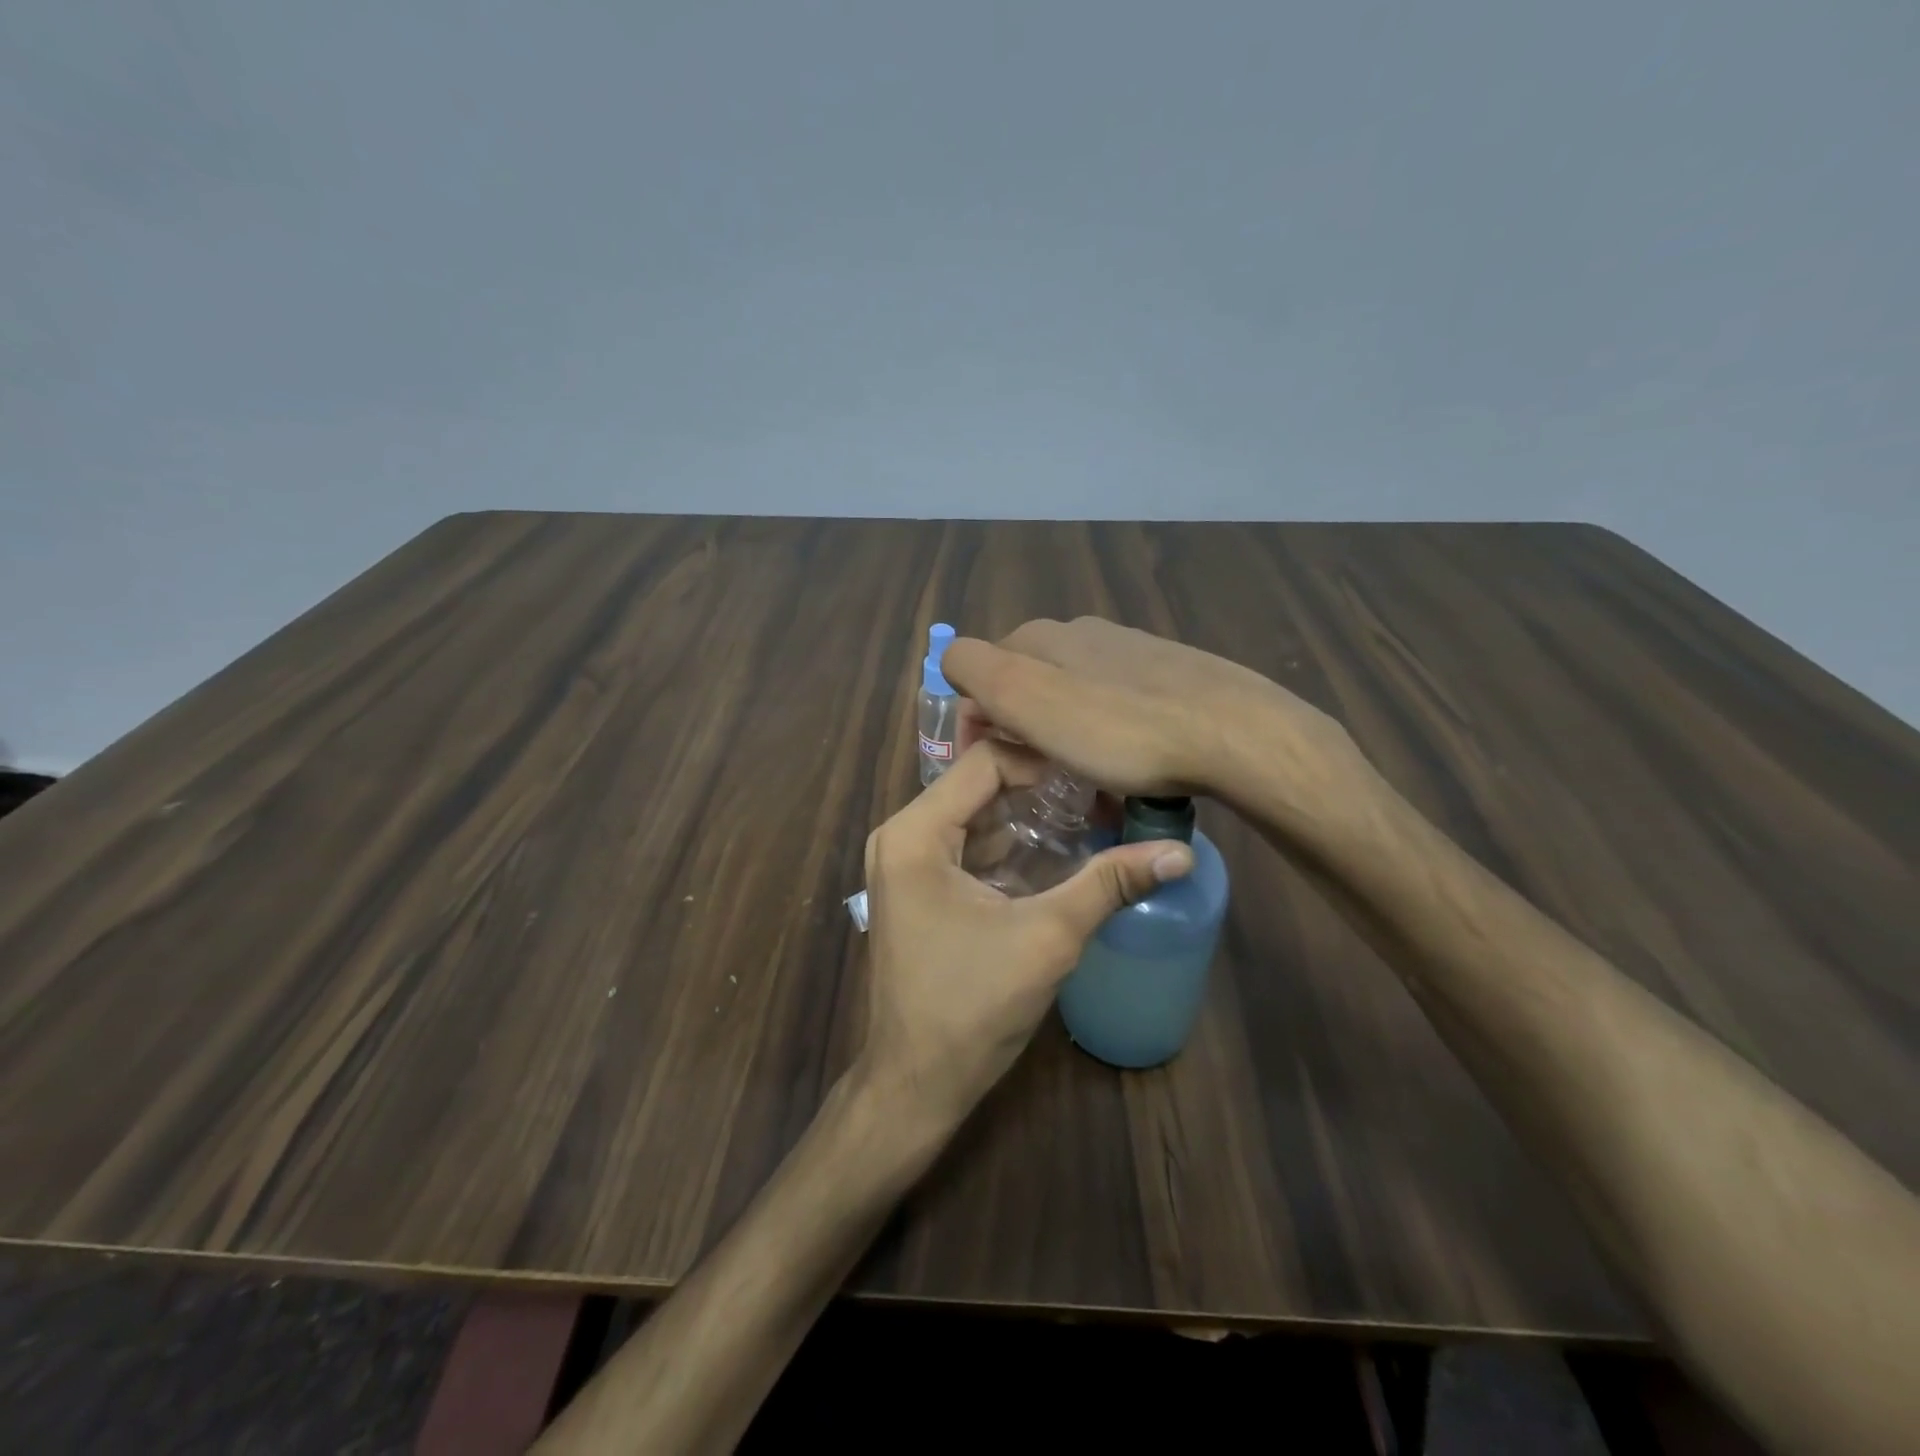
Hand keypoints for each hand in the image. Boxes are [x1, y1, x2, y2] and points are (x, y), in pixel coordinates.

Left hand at [857, 739, 1193, 1130]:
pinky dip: (1009, 846)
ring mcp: (906, 863)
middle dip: (1041, 789)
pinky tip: (1058, 855)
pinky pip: (967, 847)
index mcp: (915, 833)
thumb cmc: (972, 1006)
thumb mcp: (1048, 937)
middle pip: (979, 786)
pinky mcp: (918, 889)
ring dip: (1029, 818)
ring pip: (975, 816)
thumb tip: (1180, 852)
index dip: (1044, 761)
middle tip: (1101, 795)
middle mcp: (902, 835)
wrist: (917, 1083)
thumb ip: (1109, 884)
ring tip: (1091, 819)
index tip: (1097, 776)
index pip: (985, 761)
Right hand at [942, 616, 1354, 805]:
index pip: (978, 669)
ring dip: (1061, 737)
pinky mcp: (1168, 674)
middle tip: (1034, 779)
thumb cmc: (1120, 729)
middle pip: (1027, 683)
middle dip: (1019, 729)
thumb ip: (977, 670)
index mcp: (1042, 637)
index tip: (989, 767)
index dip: (974, 720)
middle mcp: (1081, 632)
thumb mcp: (1029, 699)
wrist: (1234, 733)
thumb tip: (953, 662)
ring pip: (1071, 695)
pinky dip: (1105, 735)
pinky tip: (1126, 766)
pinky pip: (1115, 705)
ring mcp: (1129, 650)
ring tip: (1080, 782)